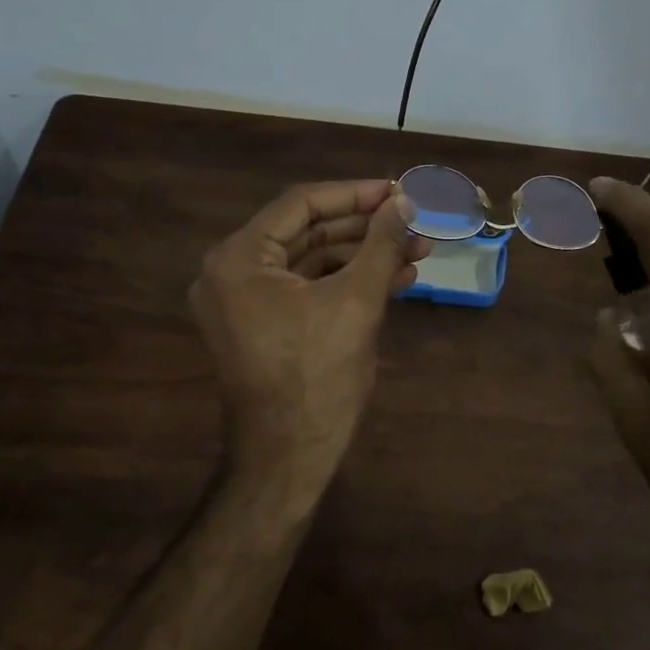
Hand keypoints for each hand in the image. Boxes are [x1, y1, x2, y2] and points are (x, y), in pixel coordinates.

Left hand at [190, 180, 427, 505]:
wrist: (288, 459)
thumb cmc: (318, 376)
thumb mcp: (357, 301)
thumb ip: (381, 243)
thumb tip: (405, 202)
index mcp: (239, 259)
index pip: (301, 205)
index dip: (355, 195)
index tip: (398, 191)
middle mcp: (232, 273)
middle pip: (308, 232)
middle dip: (366, 230)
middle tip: (414, 224)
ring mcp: (245, 302)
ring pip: (313, 262)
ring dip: (364, 257)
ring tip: (418, 252)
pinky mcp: (263, 326)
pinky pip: (308, 290)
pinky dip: (348, 284)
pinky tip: (397, 280)